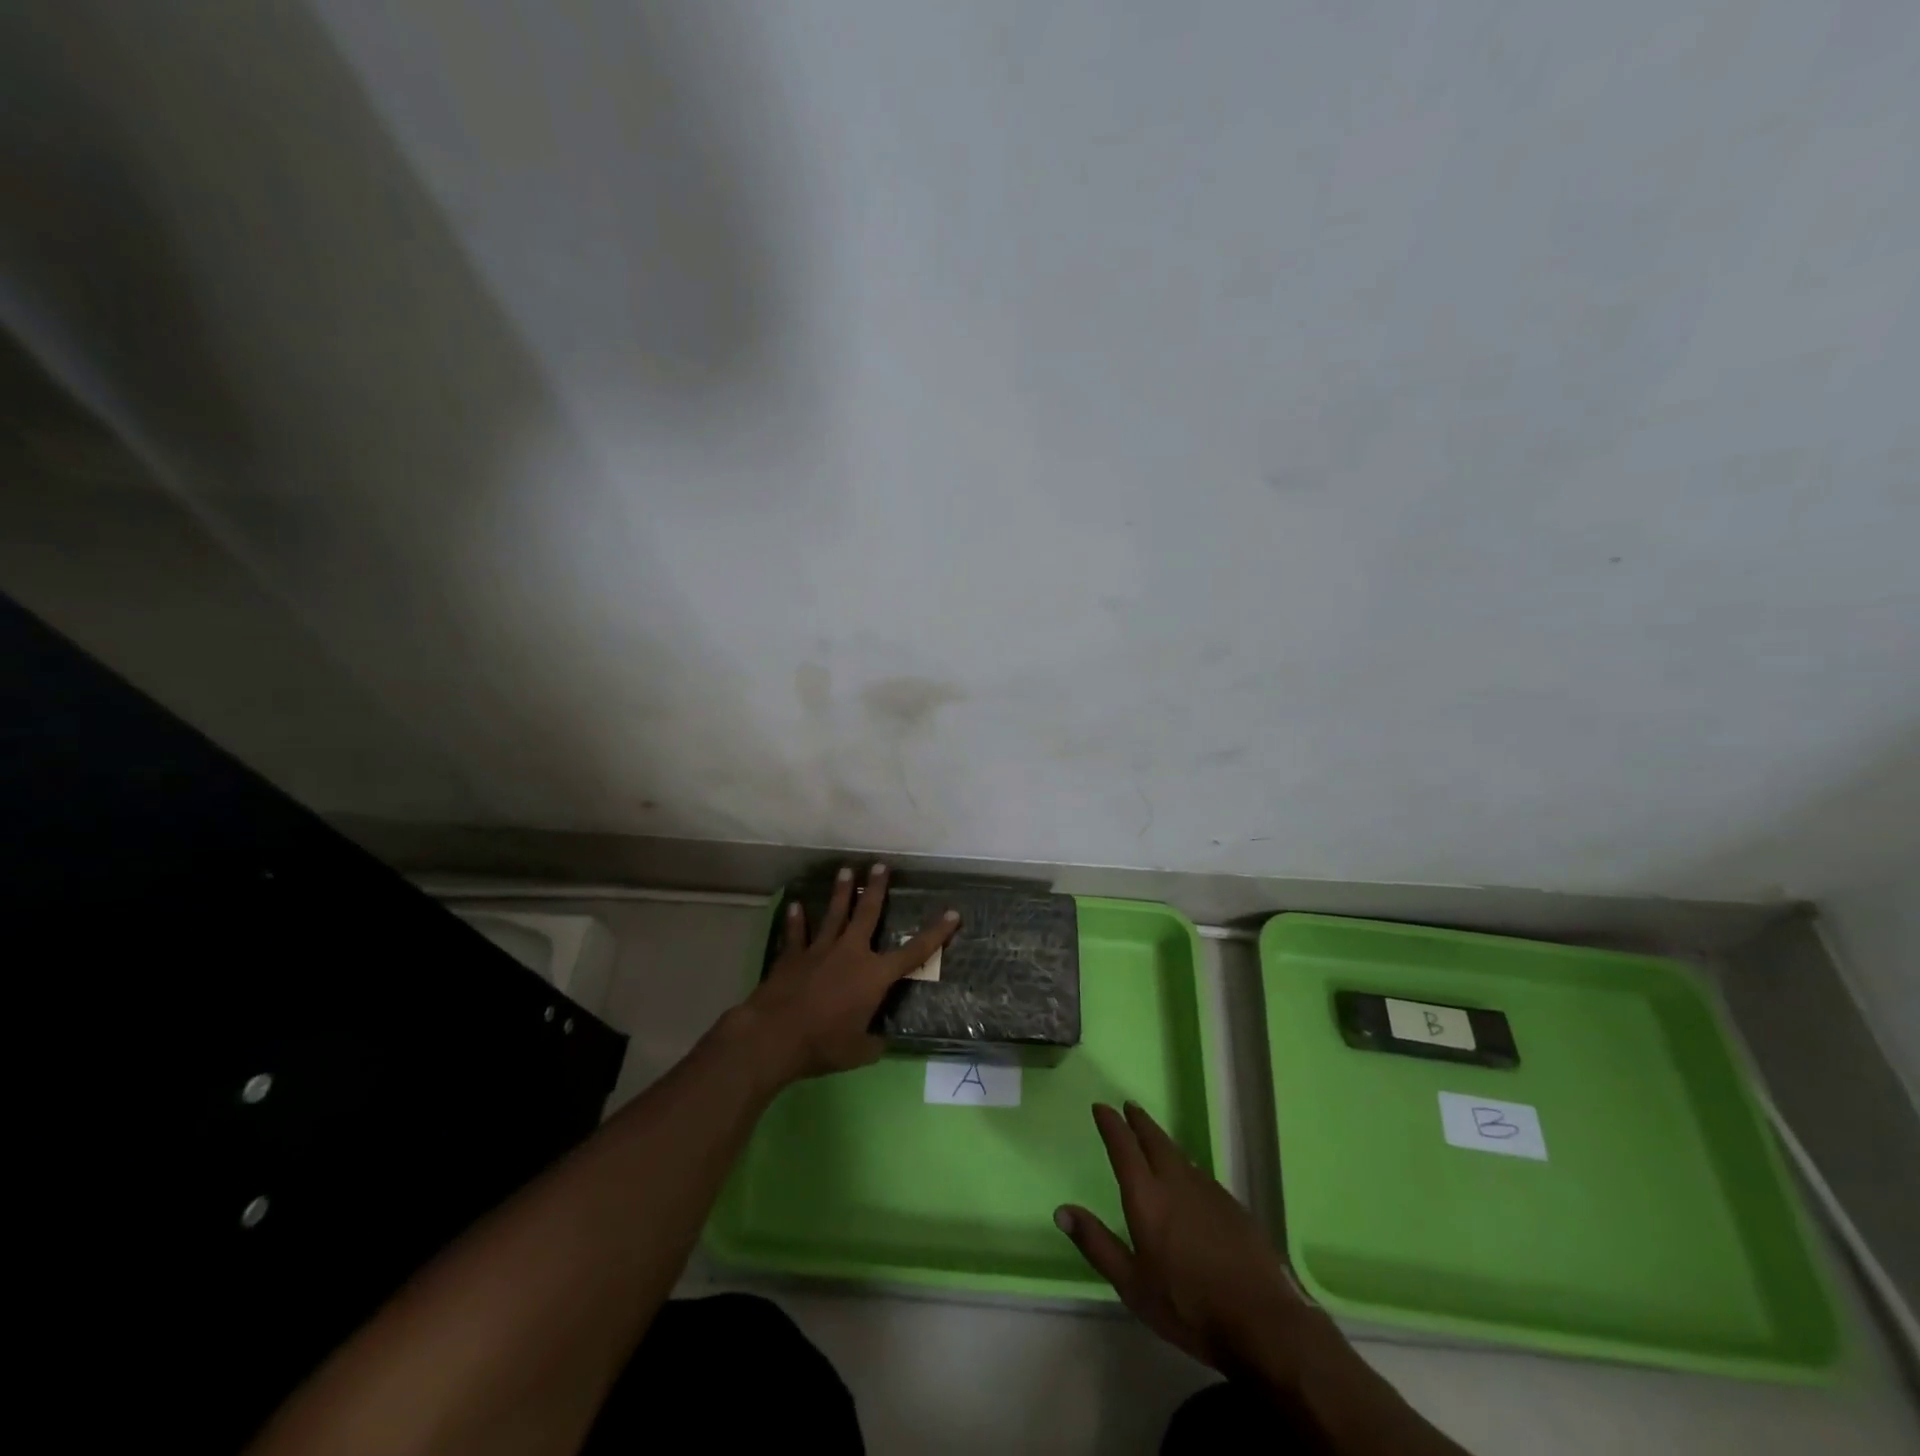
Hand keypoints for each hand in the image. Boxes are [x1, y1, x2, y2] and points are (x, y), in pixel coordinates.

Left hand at [733, 863, 958, 1087]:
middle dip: (876, 889)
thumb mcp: (859, 1052)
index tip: (952, 914)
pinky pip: (797, 933)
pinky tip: (796, 905)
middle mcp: (851, 953)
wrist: (775, 1035)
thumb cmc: (823, 1044)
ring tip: (846, 871)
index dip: (936, 933)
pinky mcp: (793, 956)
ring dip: (841, 892)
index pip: (914, 952)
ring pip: (834, 914)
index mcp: (875, 976)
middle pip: (867, 914)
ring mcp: (820, 950)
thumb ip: (873, 1043)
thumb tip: (880, 1042)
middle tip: (880, 866)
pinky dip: (796, 920)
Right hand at [1056, 1102, 1332, 1376]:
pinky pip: (1200, 1174)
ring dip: (1162, 1141)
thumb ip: (1097, 1244)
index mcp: (1147, 1196)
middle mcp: (1176, 1182)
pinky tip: (1187, 1179)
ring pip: (1179, 1154)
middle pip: (1154, 1140)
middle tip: (1129, 1107)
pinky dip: (1185, 1166)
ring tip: (1153, 1138)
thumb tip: (1061, 1210)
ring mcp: (1208, 1191)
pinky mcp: (1232, 1205)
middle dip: (1139, 1121)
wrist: (1260, 1320)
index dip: (1111, 1125)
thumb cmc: (1186, 1305)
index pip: (1124, 1147)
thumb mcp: (1132, 1284)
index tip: (1101, 1108)